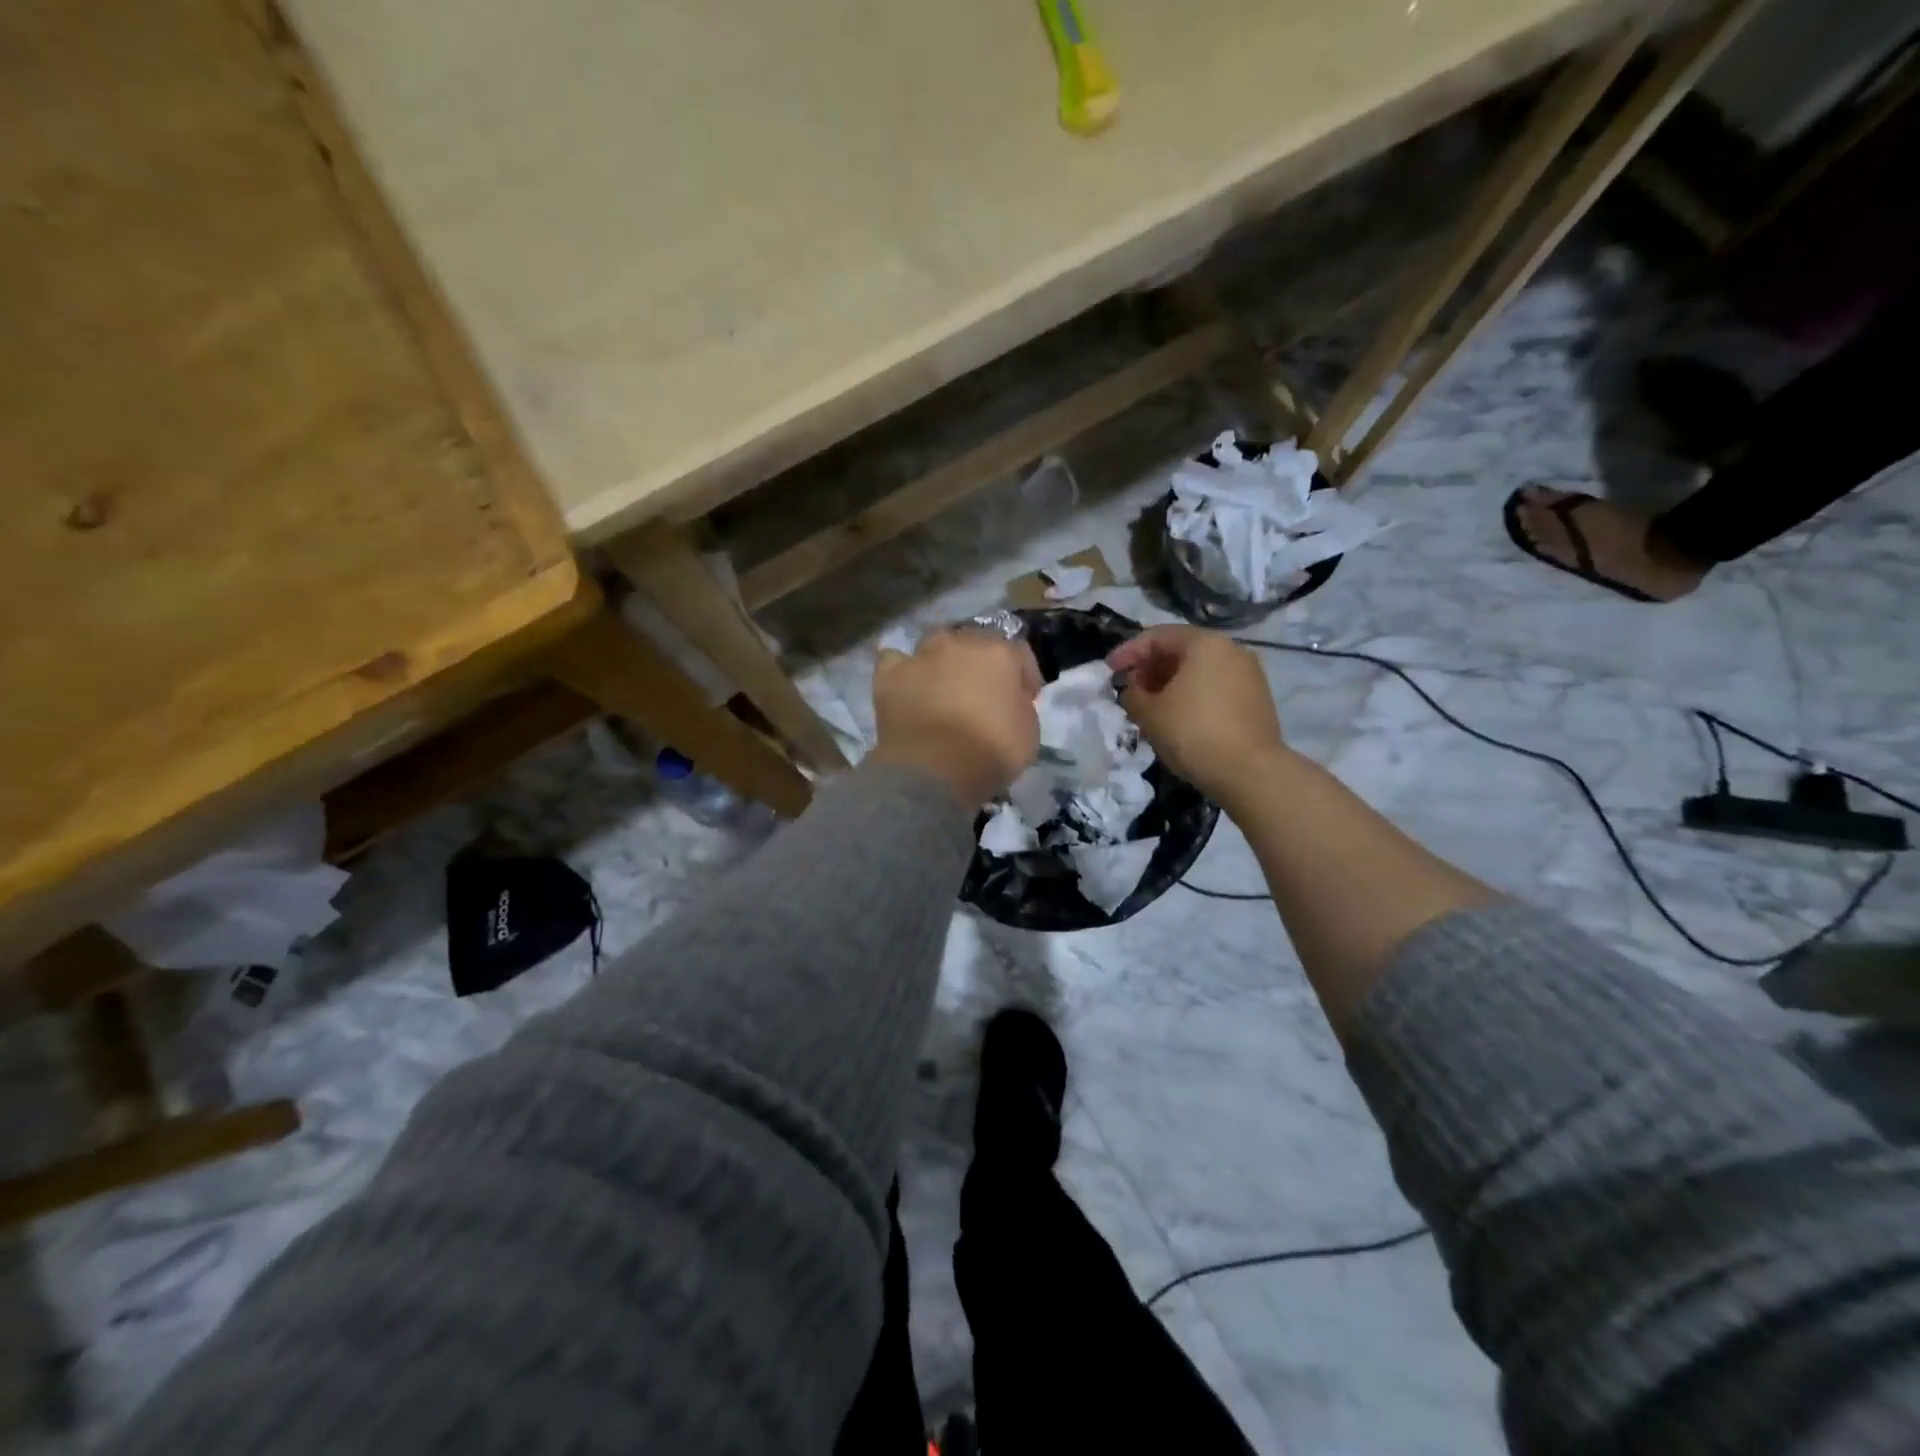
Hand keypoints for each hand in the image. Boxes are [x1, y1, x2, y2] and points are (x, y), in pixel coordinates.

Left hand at [871, 630, 1042, 809]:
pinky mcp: (889, 675)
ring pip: (935, 644)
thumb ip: (1021, 706)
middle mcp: (960, 643)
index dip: (1024, 677)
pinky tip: (906, 685)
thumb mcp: (1030, 734)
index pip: (1019, 654)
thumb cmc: (990, 753)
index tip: (1024, 699)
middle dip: (981, 663)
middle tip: (981, 693)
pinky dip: (903, 671)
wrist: (932, 770)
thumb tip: (1009, 700)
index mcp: (1000, 654)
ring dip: (943, 660)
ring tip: (943, 687)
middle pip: (976, 642)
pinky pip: (895, 661)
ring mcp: (921, 656)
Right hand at [1107, 626, 1286, 802]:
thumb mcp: (1149, 713)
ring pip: (1200, 669)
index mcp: (1205, 644)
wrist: (1251, 773)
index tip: (1109, 671)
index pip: (1158, 636)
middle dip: (1151, 668)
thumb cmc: (1193, 733)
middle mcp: (1232, 649)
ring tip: (1151, 706)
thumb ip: (1132, 693)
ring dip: (1170, 683)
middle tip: (1130, 690)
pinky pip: (1215, 686)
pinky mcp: (1257, 698)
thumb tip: (1133, 688)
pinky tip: (1178, 717)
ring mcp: (1249, 674)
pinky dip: (1192, 694)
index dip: (1128, 652)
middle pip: (1181, 650)